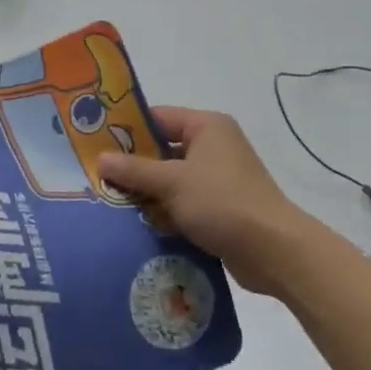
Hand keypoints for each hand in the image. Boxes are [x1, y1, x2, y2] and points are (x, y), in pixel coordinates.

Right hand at [99, 108, 307, 296]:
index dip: (127, 129)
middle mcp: (213, 147)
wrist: (274, 251)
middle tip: (97, 177)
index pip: (158, 118)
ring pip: (170, 180)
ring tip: (108, 203)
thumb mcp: (172, 182)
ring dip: (147, 193)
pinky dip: (164, 213)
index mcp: (207, 127)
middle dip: (133, 166)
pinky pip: (182, 204)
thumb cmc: (222, 202)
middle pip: (162, 150)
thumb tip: (100, 158)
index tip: (95, 142)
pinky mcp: (220, 209)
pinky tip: (135, 226)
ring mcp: (218, 179)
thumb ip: (135, 169)